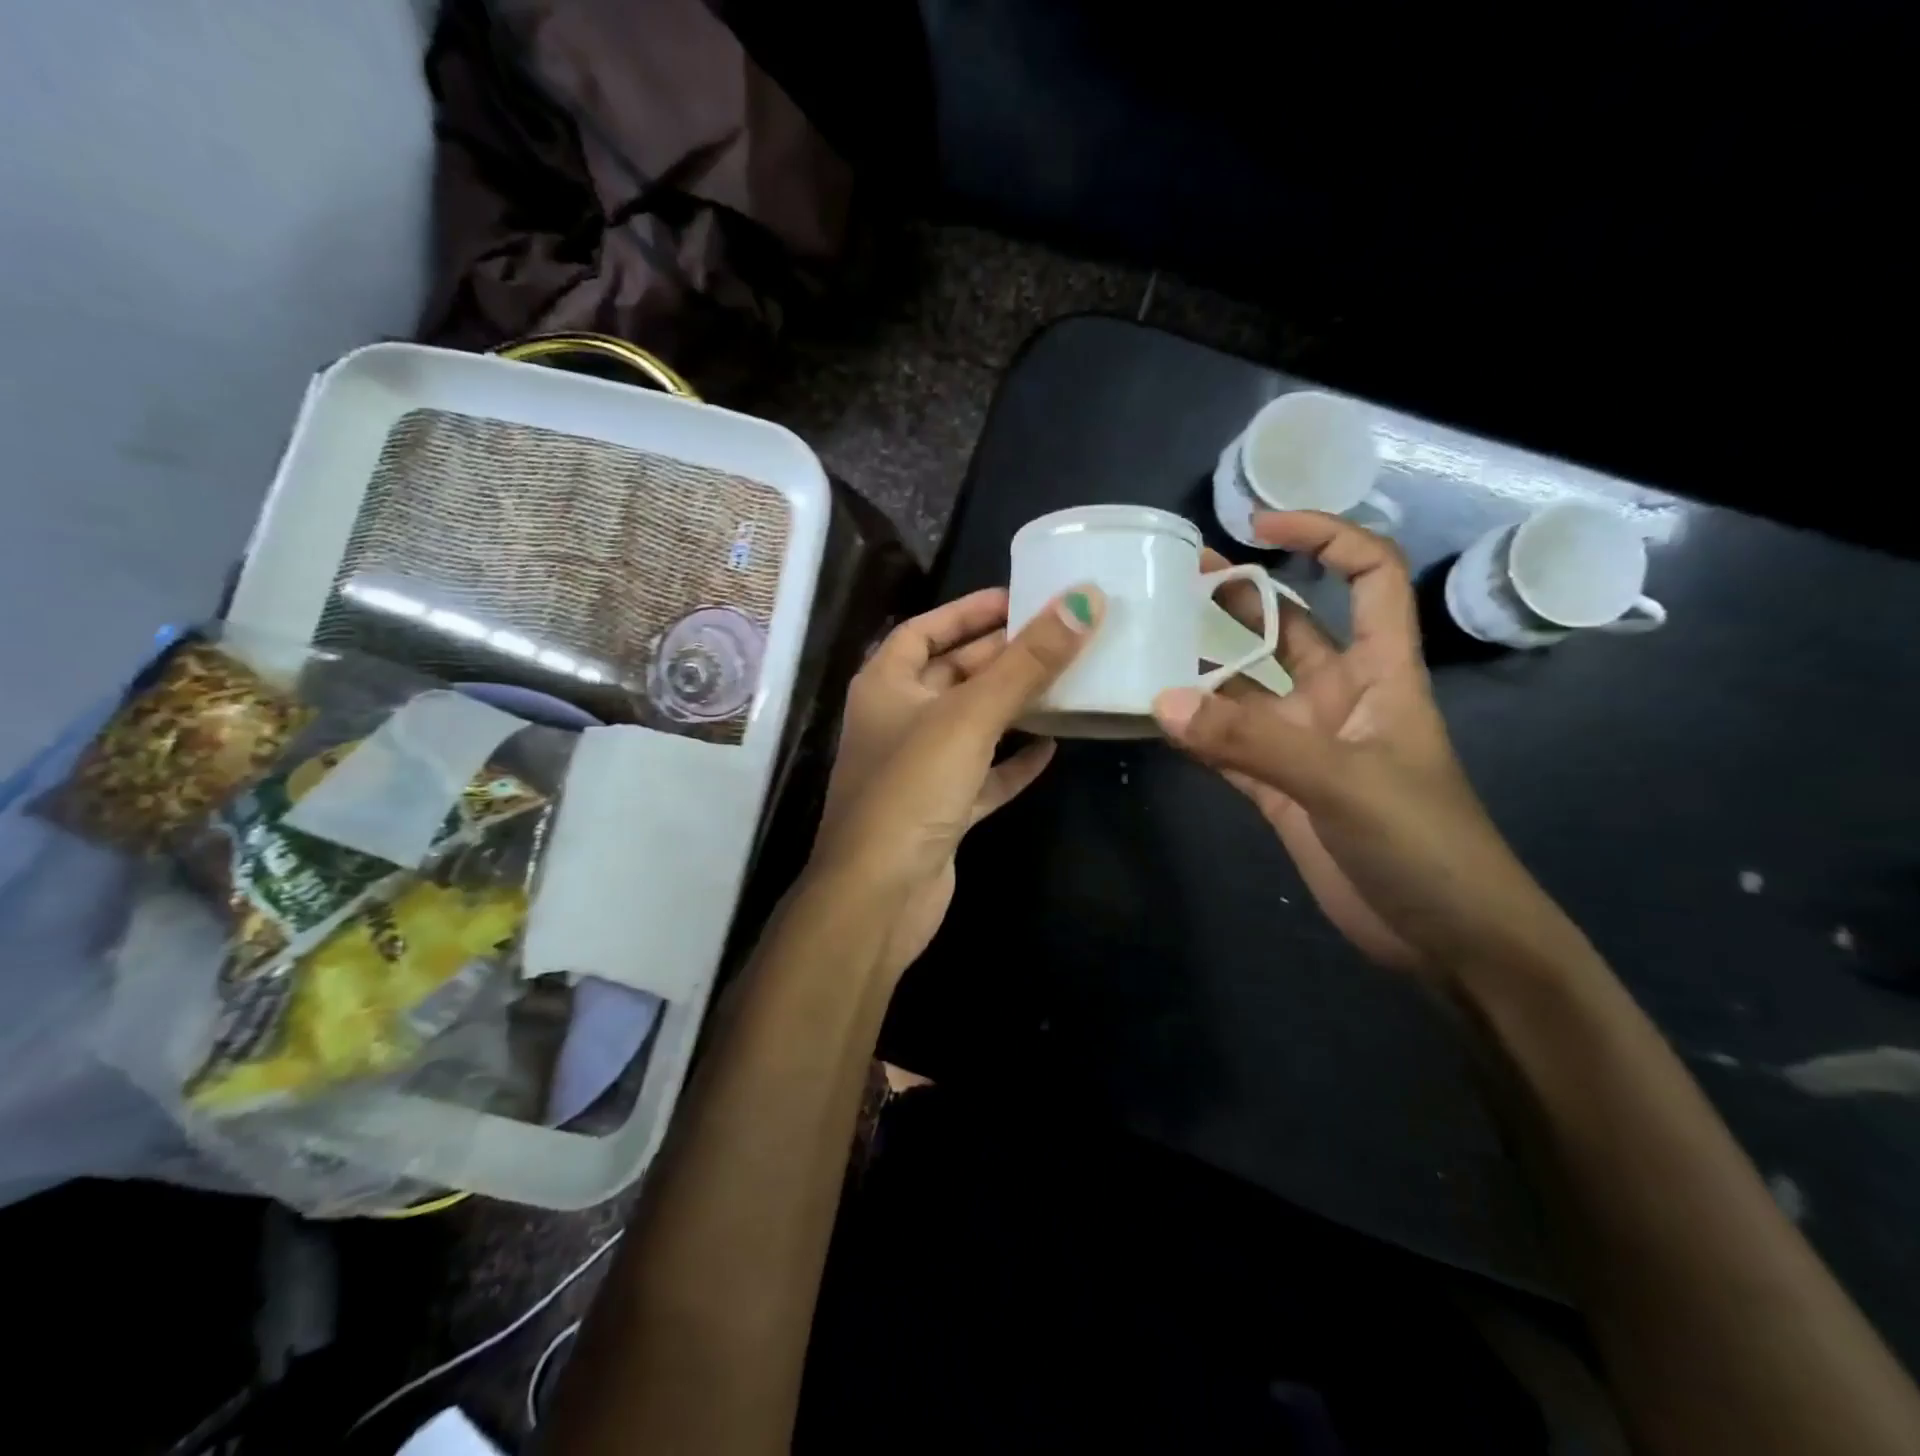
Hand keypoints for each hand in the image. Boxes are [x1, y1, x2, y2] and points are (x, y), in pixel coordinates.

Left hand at [811, 584, 1103, 978]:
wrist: (880, 896)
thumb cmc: (912, 789)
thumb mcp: (970, 716)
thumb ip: (1027, 662)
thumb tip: (1083, 601)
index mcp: (885, 686)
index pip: (924, 631)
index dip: (967, 611)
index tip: (1017, 598)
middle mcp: (897, 721)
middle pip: (953, 675)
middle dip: (1001, 656)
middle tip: (1059, 637)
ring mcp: (919, 769)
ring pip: (972, 725)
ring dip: (1013, 707)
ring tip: (1064, 683)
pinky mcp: (941, 811)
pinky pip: (984, 775)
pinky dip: (1013, 762)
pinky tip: (1052, 749)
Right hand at [1153, 512, 1569, 979]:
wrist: (1449, 941)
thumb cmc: (1426, 846)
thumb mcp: (1345, 783)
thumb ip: (1252, 743)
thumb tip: (1161, 702)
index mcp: (1382, 673)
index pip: (1368, 576)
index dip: (1324, 537)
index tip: (1258, 527)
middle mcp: (1340, 697)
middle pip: (1289, 627)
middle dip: (1240, 598)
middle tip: (1174, 580)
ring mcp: (1305, 745)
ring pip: (1247, 690)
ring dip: (1204, 668)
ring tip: (1147, 641)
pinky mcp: (1279, 790)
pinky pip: (1226, 747)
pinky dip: (1193, 733)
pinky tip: (1153, 718)